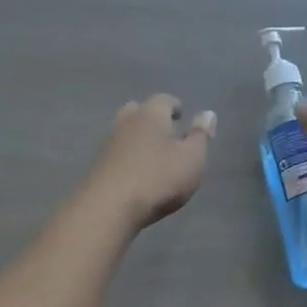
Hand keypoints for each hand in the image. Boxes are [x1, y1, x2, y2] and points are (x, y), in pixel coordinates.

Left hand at [83, 94, 215, 231]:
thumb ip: (201, 135)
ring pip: (125, 131)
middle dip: (152, 117)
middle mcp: (127, 122)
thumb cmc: (158, 178)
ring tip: (154, 153)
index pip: (164, 99)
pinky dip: (129, 155)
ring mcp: (109, 144)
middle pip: (138, 111)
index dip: (175, 106)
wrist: (109, 207)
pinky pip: (118, 152)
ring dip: (139, 137)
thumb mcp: (192, 158)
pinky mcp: (99, 165)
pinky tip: (137, 170)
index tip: (182, 114)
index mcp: (151, 115)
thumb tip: (208, 113)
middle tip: (166, 130)